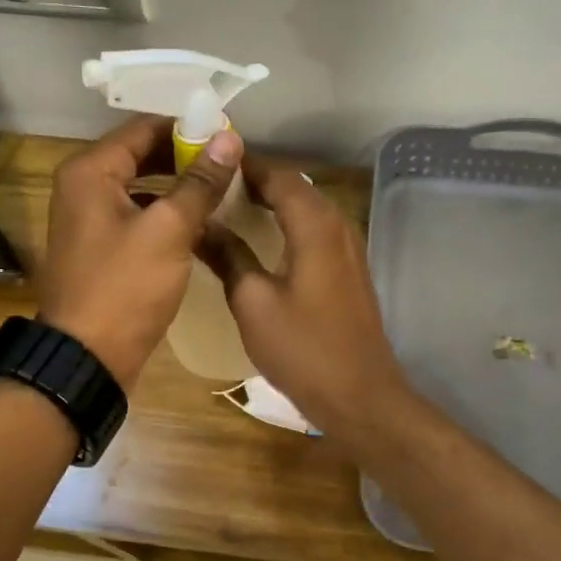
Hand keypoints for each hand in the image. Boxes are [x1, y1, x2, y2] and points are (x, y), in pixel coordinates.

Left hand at [37, 114, 242, 387]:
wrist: (88, 357)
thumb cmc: (125, 287)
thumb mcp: (169, 230)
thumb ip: (200, 182)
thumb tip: (229, 139)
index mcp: (90, 171)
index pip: (144, 128)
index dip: (189, 129)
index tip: (230, 138)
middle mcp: (84, 186)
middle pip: (142, 155)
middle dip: (187, 157)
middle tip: (232, 165)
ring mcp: (90, 218)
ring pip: (143, 186)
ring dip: (180, 186)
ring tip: (224, 190)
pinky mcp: (102, 246)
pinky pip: (139, 215)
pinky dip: (167, 213)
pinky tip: (201, 223)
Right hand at [196, 158, 411, 435]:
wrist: (360, 395)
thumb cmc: (303, 349)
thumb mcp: (253, 302)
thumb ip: (227, 256)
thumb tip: (200, 224)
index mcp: (315, 225)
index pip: (278, 175)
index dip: (244, 166)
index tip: (207, 165)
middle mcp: (338, 225)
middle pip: (295, 187)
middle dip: (254, 181)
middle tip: (211, 186)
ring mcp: (348, 247)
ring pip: (306, 208)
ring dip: (271, 202)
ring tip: (229, 208)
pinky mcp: (349, 269)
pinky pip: (315, 230)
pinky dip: (287, 224)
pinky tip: (261, 240)